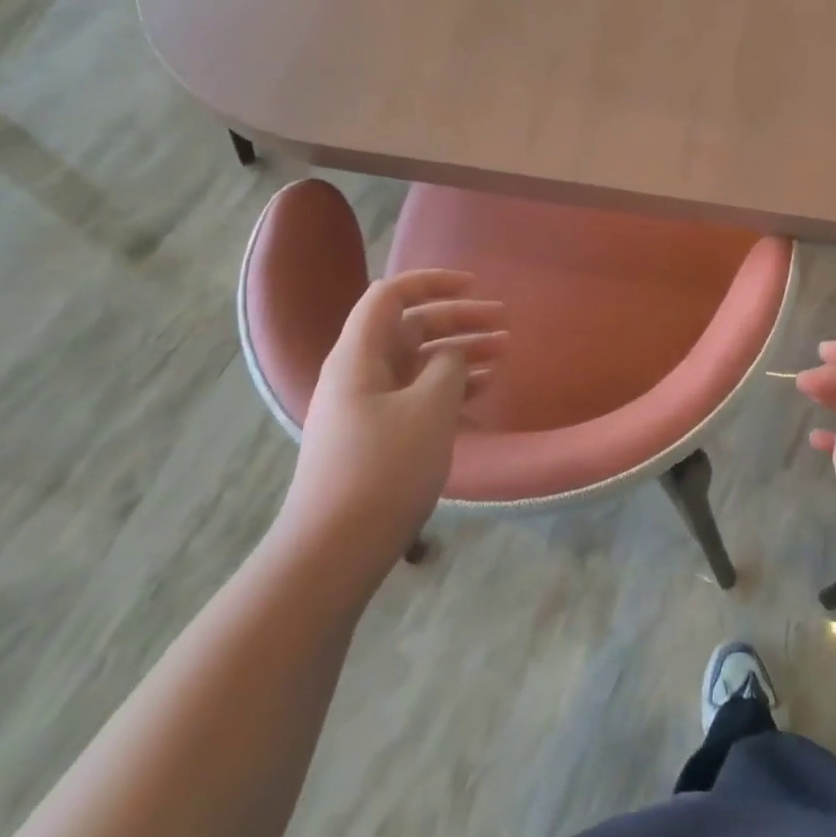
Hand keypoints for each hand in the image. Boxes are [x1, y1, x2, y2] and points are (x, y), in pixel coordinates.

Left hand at [278, 270, 506, 564]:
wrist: (332, 554)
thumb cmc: (382, 470)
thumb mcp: (428, 409)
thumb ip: (447, 367)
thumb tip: (452, 354)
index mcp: (359, 355)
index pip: (391, 294)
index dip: (433, 282)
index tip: (475, 287)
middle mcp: (358, 373)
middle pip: (411, 327)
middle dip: (458, 319)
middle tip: (504, 323)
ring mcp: (366, 407)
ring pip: (418, 362)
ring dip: (460, 352)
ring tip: (504, 354)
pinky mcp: (375, 437)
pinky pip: (416, 394)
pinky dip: (449, 385)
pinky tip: (482, 390)